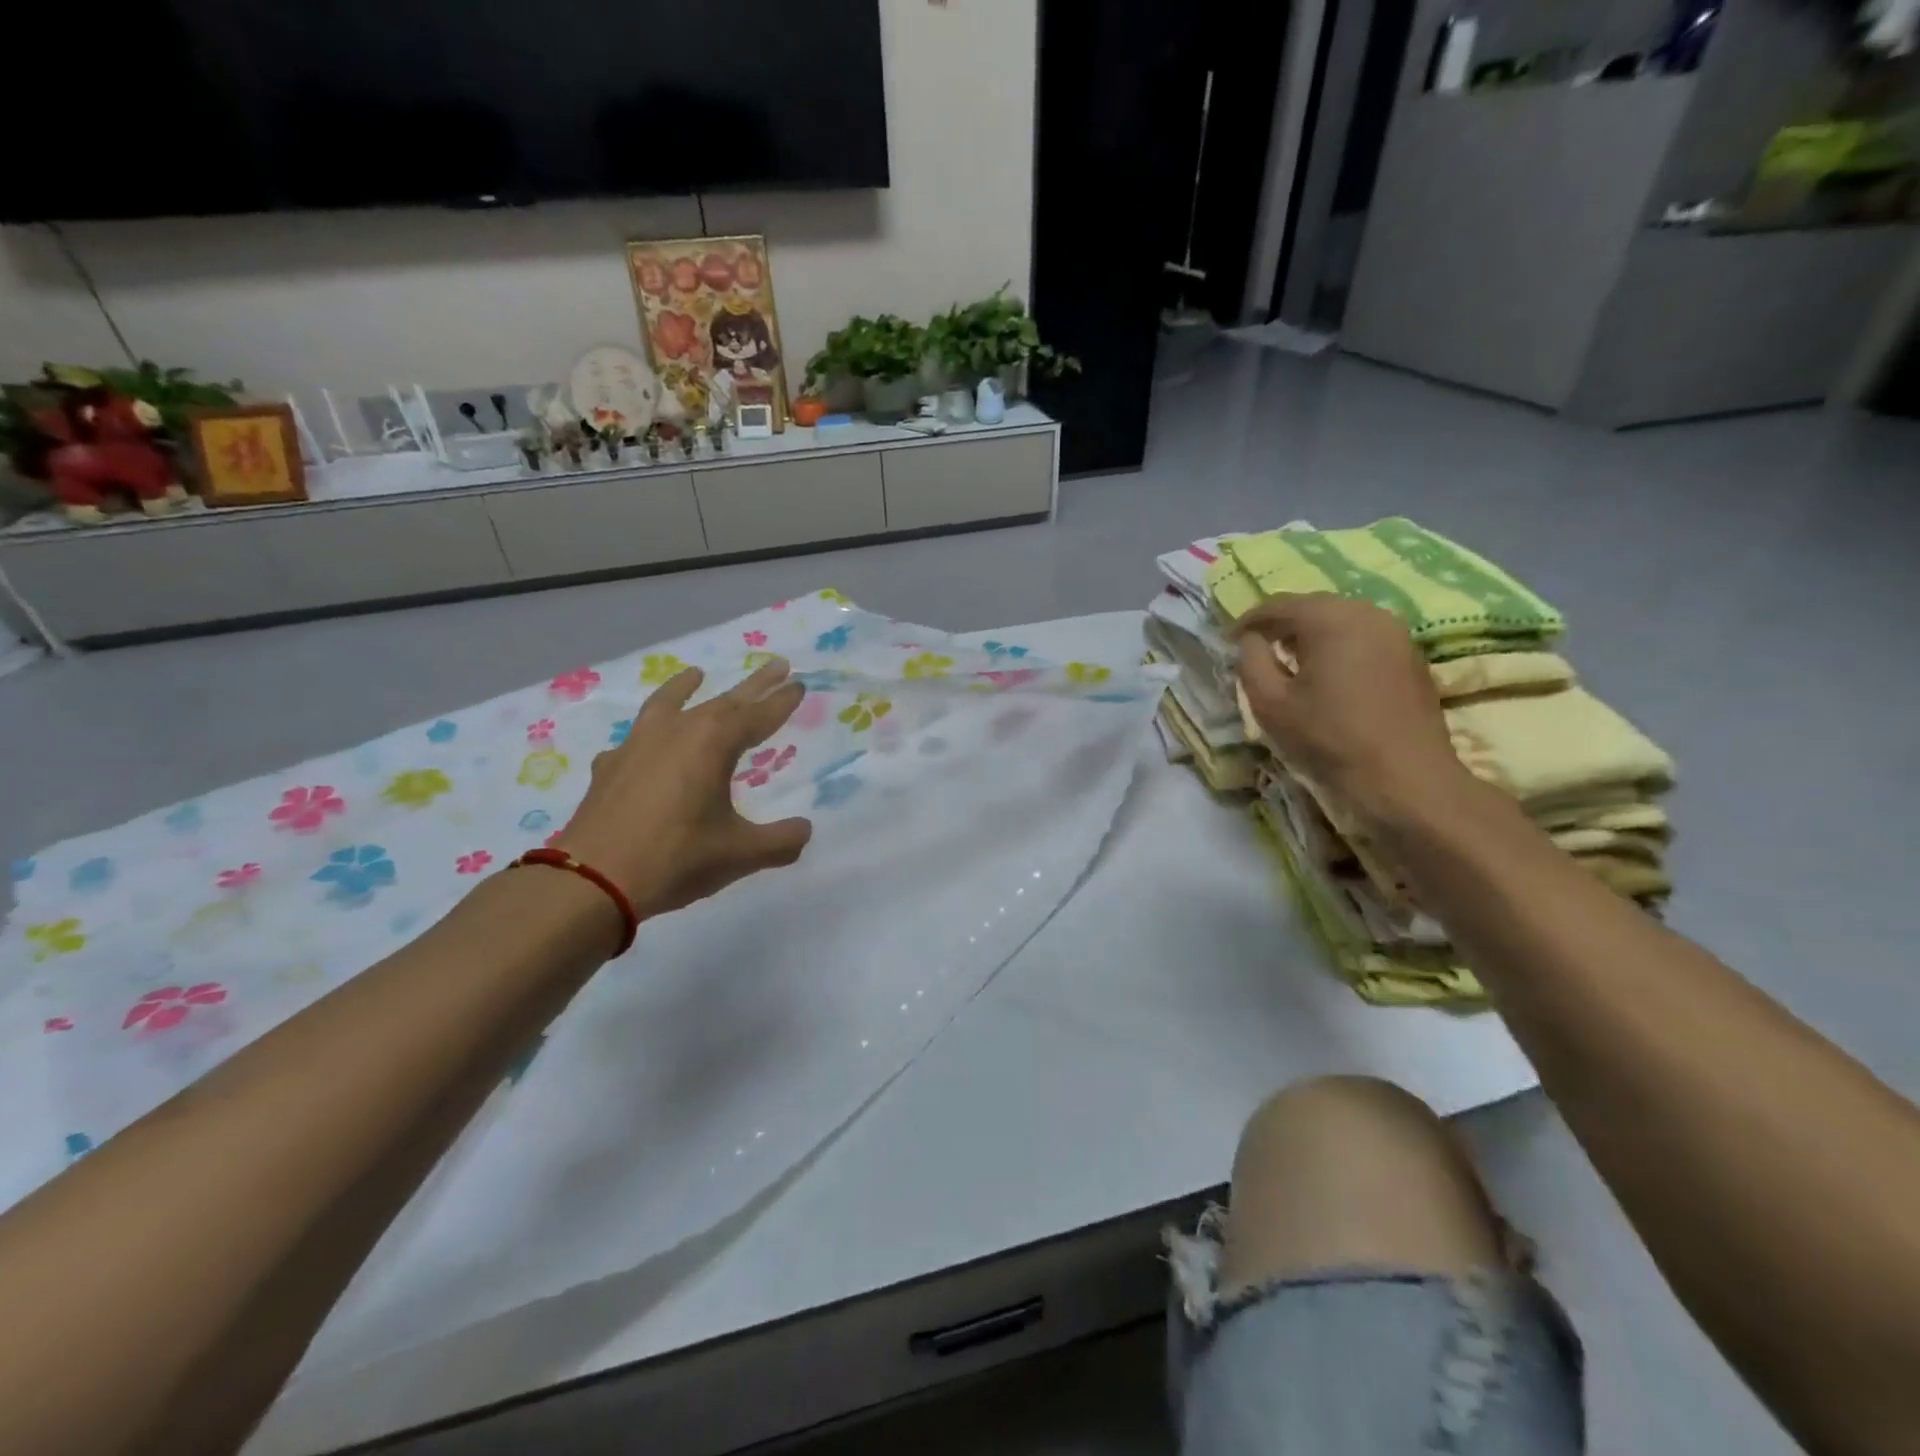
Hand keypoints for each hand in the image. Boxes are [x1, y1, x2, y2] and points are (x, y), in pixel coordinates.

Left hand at [555, 659, 812, 917]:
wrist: (592, 880)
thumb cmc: (676, 859)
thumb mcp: (741, 853)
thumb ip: (781, 840)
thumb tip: (804, 830)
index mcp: (712, 744)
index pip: (757, 715)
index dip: (781, 701)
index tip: (799, 684)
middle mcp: (676, 732)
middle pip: (723, 700)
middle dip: (753, 685)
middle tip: (777, 665)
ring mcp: (637, 746)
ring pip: (667, 704)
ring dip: (685, 687)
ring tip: (695, 673)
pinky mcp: (610, 767)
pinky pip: (635, 740)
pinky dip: (647, 735)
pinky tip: (645, 746)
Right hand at [1235, 593, 1470, 824]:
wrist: (1403, 778)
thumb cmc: (1328, 738)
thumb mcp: (1270, 703)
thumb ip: (1251, 661)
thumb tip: (1251, 640)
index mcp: (1329, 619)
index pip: (1278, 605)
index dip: (1249, 620)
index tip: (1228, 640)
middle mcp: (1366, 613)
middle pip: (1313, 606)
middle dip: (1281, 624)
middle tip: (1257, 646)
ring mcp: (1396, 633)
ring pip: (1341, 619)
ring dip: (1311, 634)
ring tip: (1290, 659)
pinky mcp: (1411, 656)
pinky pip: (1364, 637)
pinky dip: (1339, 646)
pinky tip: (1327, 673)